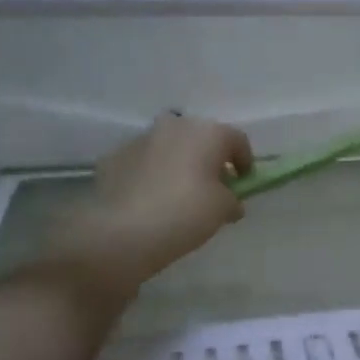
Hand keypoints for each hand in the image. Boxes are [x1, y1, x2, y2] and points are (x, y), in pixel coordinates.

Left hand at [45, 112, 254, 295]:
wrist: (121, 233)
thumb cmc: (185, 214)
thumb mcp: (223, 210)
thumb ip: (232, 199)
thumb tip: (230, 200)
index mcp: (207, 133)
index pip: (237, 141)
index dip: (245, 162)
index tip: (243, 183)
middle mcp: (174, 126)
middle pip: (200, 138)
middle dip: (209, 159)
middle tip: (212, 187)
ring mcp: (140, 139)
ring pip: (169, 147)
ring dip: (178, 164)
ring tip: (178, 195)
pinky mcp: (113, 157)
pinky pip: (143, 162)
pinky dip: (151, 174)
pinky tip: (150, 200)